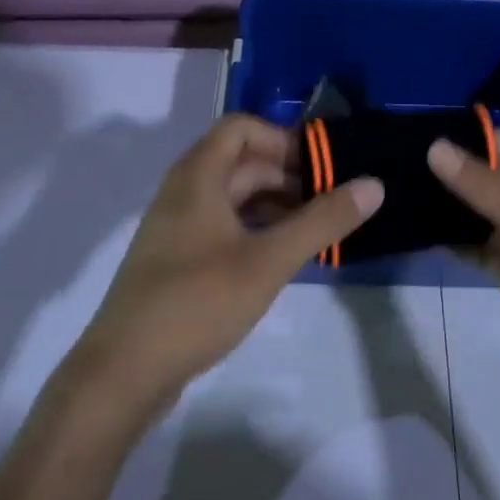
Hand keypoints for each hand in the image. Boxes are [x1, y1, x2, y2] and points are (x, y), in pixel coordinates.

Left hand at [73, 115, 383, 416]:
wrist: (124, 372)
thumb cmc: (198, 303)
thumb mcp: (268, 261)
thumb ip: (322, 221)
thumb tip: (374, 184)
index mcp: (198, 177)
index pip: (242, 128)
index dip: (283, 139)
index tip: (322, 168)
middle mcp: (184, 192)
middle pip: (242, 163)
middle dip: (289, 176)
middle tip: (333, 203)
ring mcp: (178, 227)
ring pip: (235, 198)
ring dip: (276, 205)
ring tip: (317, 231)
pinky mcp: (179, 260)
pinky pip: (225, 227)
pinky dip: (258, 230)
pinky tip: (284, 258)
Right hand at [428, 130, 499, 428]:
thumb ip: (490, 194)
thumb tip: (436, 148)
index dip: (491, 140)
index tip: (440, 145)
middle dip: (465, 173)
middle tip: (409, 169)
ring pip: (491, 214)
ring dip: (457, 207)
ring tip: (407, 198)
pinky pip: (486, 249)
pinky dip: (460, 242)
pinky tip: (424, 237)